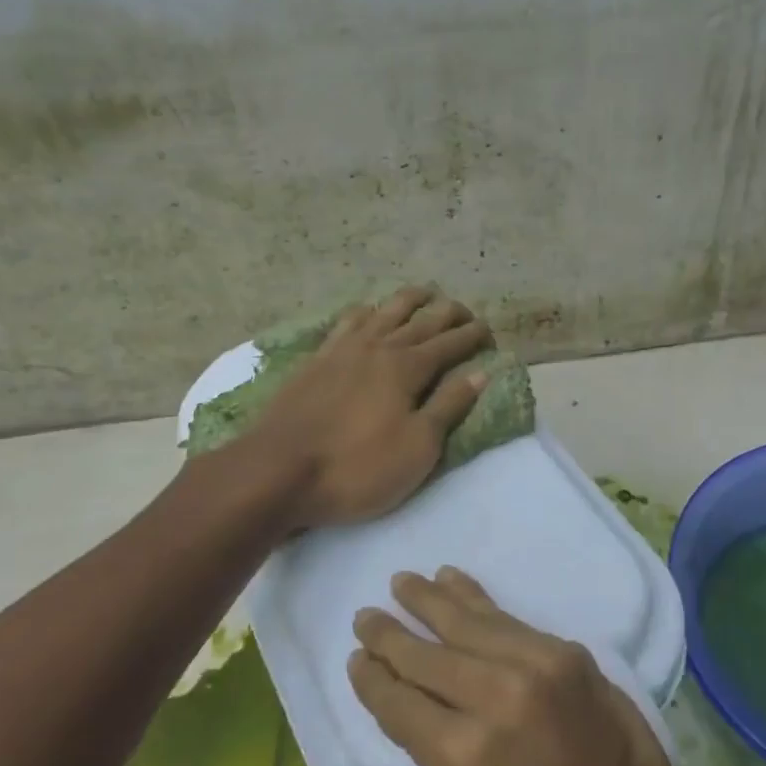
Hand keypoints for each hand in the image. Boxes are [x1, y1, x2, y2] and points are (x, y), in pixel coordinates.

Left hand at [251, 286, 491, 529]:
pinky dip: (365, 311)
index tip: (490, 330)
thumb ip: (449, 406)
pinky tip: (367, 312)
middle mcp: (378, 347)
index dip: (473, 335)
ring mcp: (343, 349)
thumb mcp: (417, 448)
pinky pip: (346, 322)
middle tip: (466, 312)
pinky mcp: (316, 359)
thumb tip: (480, 373)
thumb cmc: (356, 467)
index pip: (450, 343)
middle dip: (449, 312)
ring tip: (425, 294)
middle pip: (421, 319)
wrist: (276, 471)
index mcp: (407, 368)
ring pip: (384, 311)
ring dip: (409, 300)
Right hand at [312, 568, 695, 765]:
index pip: (398, 701)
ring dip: (431, 600)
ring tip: (403, 582)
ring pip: (469, 623)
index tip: (354, 657)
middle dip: (391, 633)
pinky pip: (510, 620)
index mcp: (464, 759)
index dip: (372, 677)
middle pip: (429, 655)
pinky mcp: (570, 656)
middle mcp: (500, 699)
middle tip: (366, 615)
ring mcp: (541, 670)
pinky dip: (478, 599)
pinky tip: (455, 582)